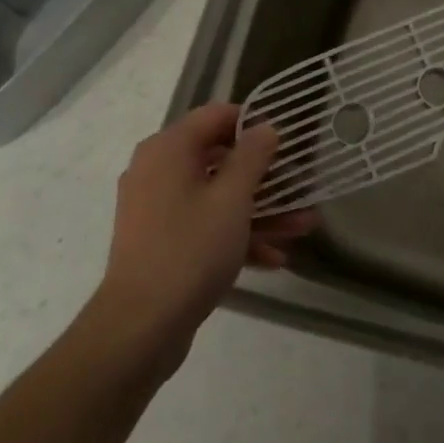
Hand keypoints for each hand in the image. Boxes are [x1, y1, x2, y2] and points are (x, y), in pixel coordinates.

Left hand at [87, 104, 314, 374]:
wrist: (140, 327)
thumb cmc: (190, 249)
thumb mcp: (232, 198)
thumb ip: (253, 156)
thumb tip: (265, 128)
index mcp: (168, 149)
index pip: (216, 116)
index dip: (254, 123)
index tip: (287, 140)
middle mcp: (158, 171)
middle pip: (220, 158)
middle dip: (266, 176)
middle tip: (302, 186)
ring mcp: (158, 209)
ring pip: (217, 196)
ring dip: (260, 210)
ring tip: (303, 227)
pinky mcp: (162, 242)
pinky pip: (205, 225)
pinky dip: (237, 235)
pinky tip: (275, 257)